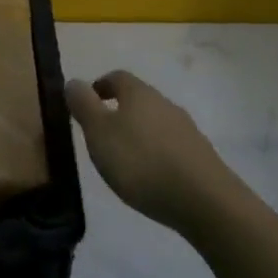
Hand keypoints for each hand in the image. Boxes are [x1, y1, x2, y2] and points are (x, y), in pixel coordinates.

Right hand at [65, 71, 236, 232]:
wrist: (204, 200)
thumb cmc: (141, 162)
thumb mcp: (99, 133)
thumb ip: (84, 105)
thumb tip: (73, 81)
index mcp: (139, 93)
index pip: (117, 77)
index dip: (100, 86)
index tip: (87, 102)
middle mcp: (165, 103)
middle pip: (138, 99)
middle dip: (120, 111)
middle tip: (102, 134)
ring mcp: (186, 129)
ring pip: (156, 122)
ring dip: (139, 133)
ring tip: (125, 159)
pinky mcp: (201, 155)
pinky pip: (171, 145)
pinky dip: (157, 153)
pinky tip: (151, 176)